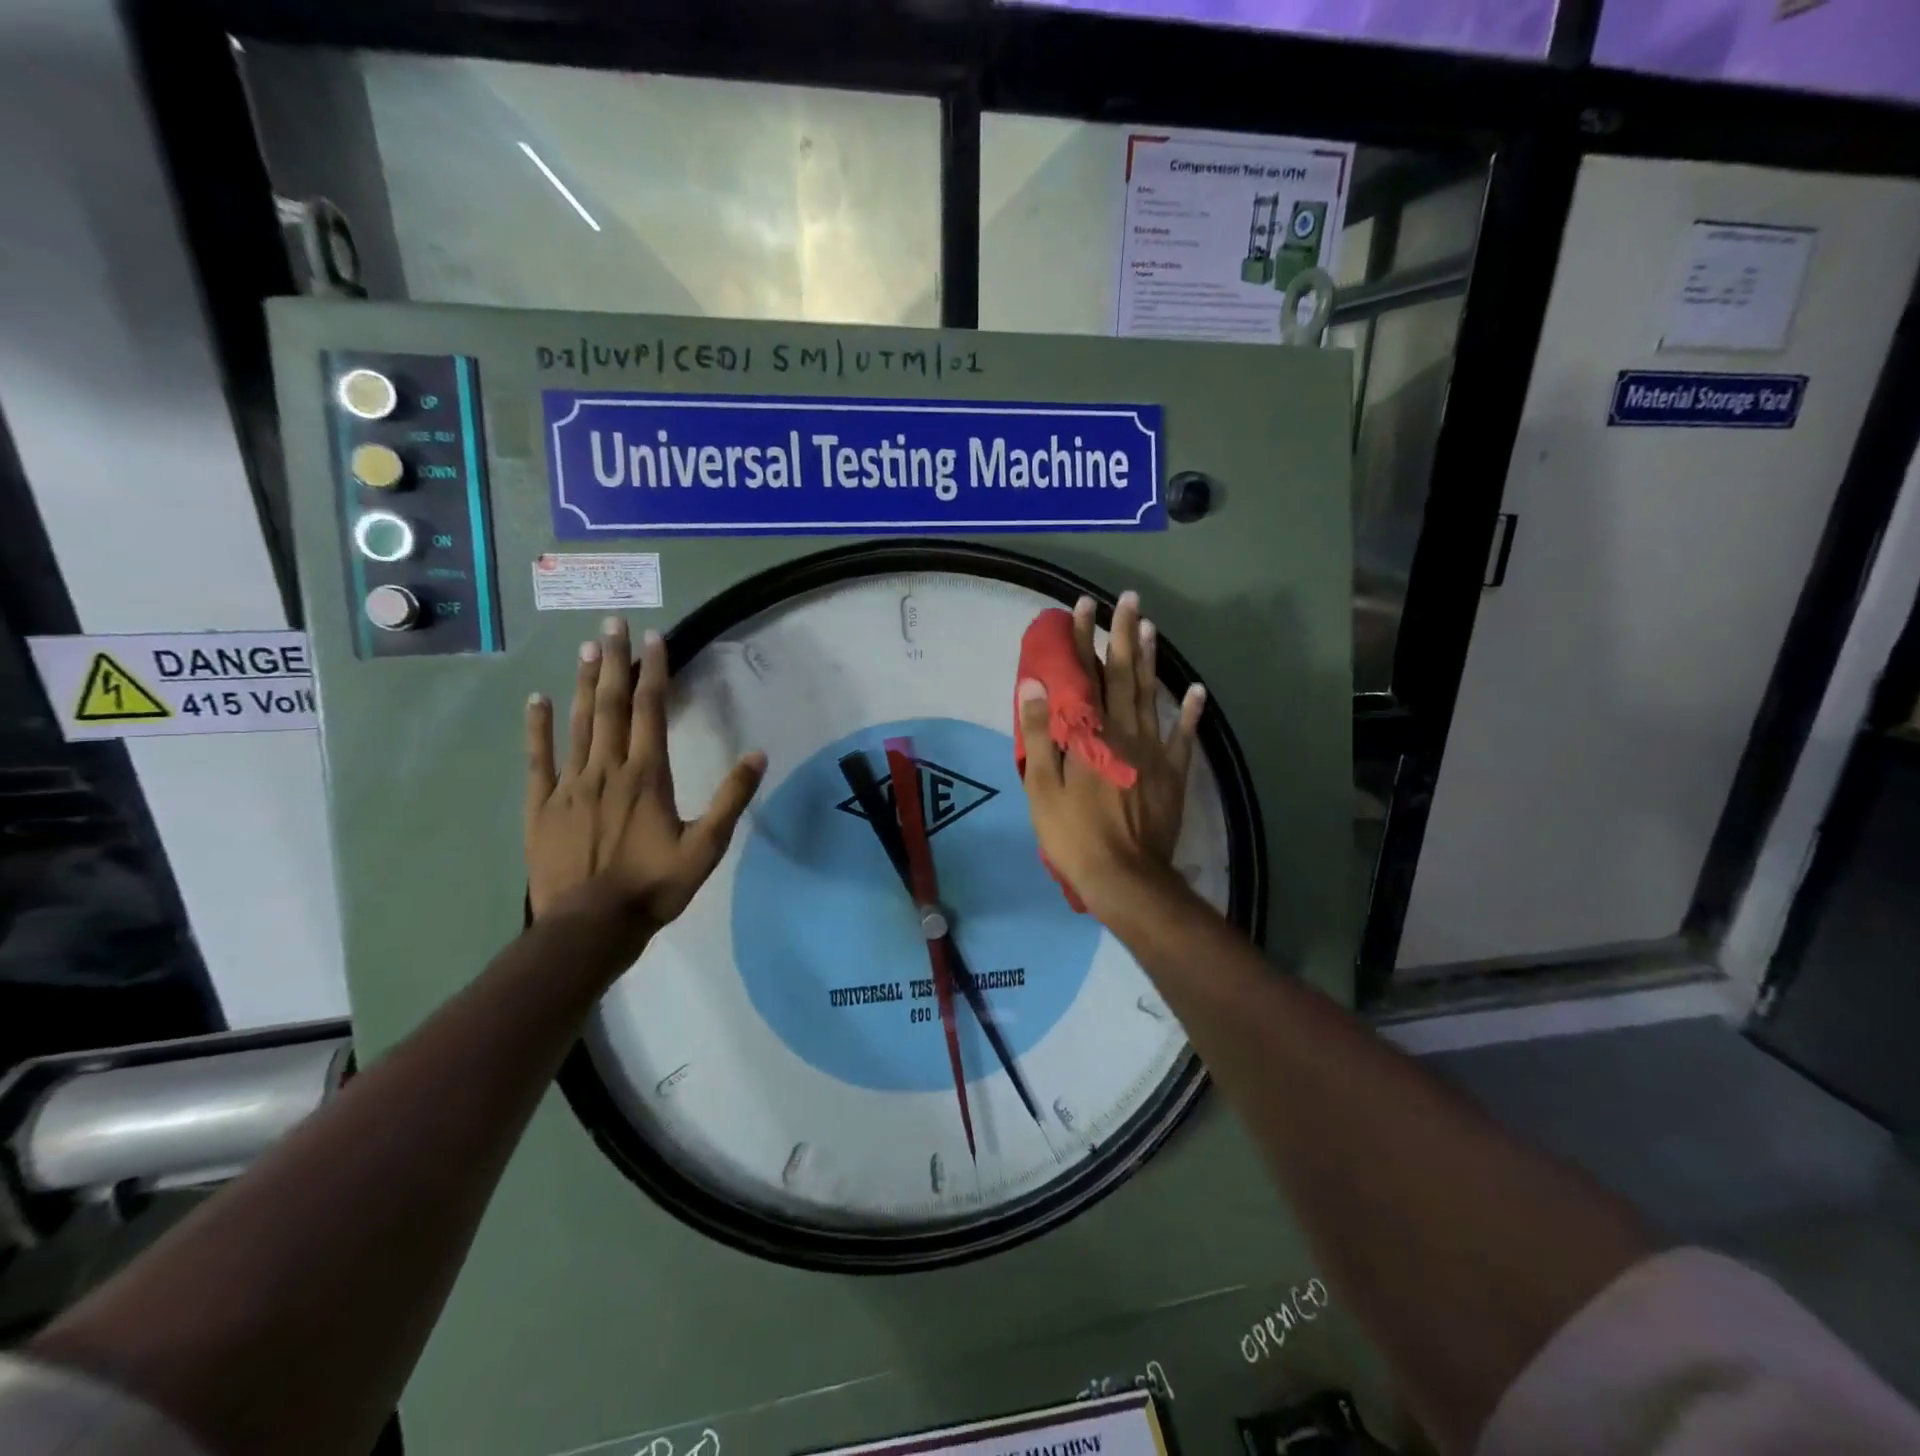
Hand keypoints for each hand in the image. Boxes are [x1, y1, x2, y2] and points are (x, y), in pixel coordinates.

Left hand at [525, 617, 765, 929]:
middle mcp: (606, 769)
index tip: (654, 638)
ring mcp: (570, 785)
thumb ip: (730, 799)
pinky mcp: (542, 806)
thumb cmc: (653, 887)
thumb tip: (758, 755)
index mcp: (646, 776)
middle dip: (613, 662)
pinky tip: (536, 700)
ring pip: (577, 723)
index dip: (653, 672)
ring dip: (581, 683)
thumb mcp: (706, 848)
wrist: (589, 927)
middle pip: (609, 705)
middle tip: (611, 625)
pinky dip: (538, 727)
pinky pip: (539, 758)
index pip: (650, 711)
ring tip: (585, 648)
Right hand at [1016, 591, 1205, 916]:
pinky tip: (1195, 690)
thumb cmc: (1073, 834)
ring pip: (1151, 695)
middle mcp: (1125, 732)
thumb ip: (1041, 733)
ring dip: (1151, 659)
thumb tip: (1035, 684)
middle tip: (1126, 599)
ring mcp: (1153, 751)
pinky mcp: (1173, 773)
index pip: (1084, 676)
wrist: (1124, 876)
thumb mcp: (1042, 786)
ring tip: (1150, 626)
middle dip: (1121, 635)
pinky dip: (1189, 712)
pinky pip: (1183, 736)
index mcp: (1091, 734)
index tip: (1080, 607)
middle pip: (1123, 675)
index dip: (1081, 640)